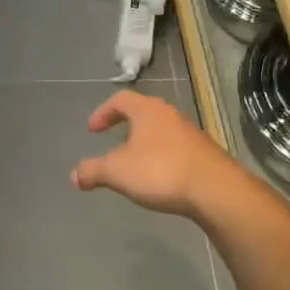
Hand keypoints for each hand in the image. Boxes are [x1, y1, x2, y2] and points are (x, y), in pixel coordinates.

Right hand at [71, 91, 233, 218]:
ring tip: (135, 165)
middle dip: (126, 126)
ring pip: (161, 131)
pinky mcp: (205, 154)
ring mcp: (191, 133)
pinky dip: (162, 158)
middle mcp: (170, 115)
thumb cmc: (161, 171)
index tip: (93, 130)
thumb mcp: (117, 172)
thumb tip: (73, 175)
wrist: (216, 190)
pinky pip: (176, 149)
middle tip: (114, 143)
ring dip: (145, 143)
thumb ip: (93, 171)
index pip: (120, 99)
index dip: (103, 112)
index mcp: (147, 110)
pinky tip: (159, 179)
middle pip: (143, 112)